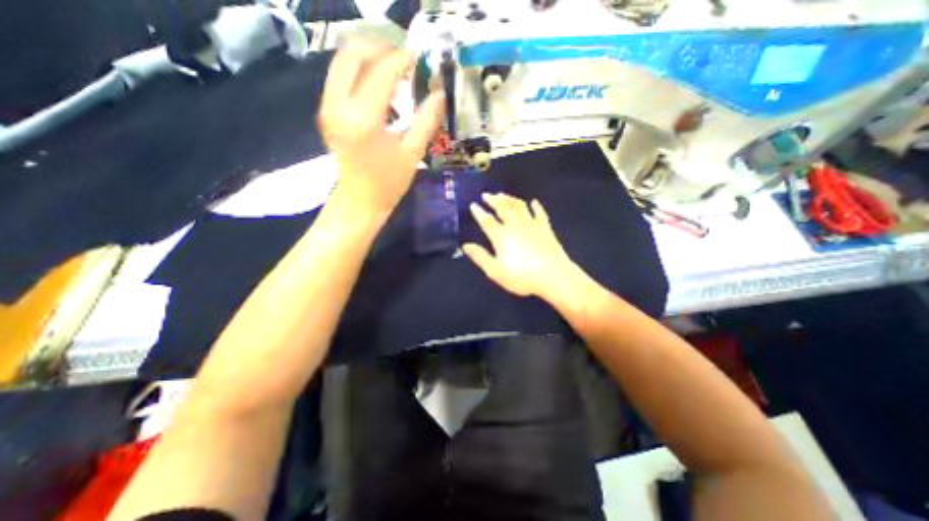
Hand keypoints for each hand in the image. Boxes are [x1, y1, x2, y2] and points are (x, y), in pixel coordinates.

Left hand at [320, 42, 445, 216]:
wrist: (359, 201)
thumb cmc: (388, 184)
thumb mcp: (412, 154)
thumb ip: (426, 121)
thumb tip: (439, 93)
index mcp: (363, 120)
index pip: (382, 73)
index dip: (402, 60)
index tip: (420, 57)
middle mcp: (339, 106)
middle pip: (352, 53)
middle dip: (380, 48)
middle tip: (404, 60)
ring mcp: (328, 107)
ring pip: (342, 61)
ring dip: (368, 57)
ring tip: (395, 69)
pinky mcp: (327, 111)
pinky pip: (340, 77)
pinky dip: (360, 71)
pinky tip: (380, 85)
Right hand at [464, 193, 577, 300]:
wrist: (554, 276)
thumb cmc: (522, 277)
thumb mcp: (496, 271)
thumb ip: (480, 257)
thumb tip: (466, 245)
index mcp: (502, 236)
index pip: (487, 221)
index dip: (479, 212)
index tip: (473, 205)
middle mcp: (515, 226)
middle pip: (503, 208)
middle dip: (493, 200)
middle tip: (486, 194)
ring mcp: (532, 225)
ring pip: (519, 206)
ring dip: (509, 199)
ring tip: (502, 195)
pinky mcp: (545, 228)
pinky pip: (539, 213)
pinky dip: (535, 206)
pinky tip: (533, 202)